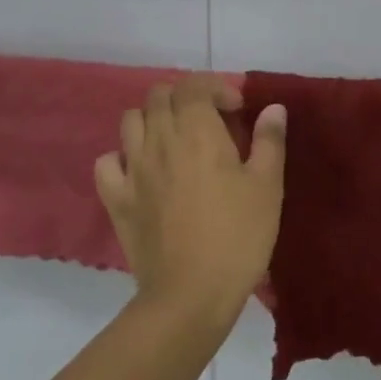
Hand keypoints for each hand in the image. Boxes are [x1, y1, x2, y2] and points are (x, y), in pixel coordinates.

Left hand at [94, 76, 286, 326]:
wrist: (190, 294)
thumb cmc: (238, 236)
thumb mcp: (268, 187)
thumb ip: (269, 141)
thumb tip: (273, 108)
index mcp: (198, 132)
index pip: (194, 85)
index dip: (216, 87)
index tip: (237, 110)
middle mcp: (159, 140)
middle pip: (159, 96)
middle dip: (185, 98)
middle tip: (209, 121)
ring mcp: (132, 169)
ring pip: (130, 121)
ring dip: (153, 120)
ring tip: (175, 141)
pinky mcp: (116, 199)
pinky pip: (107, 162)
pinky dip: (121, 157)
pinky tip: (141, 171)